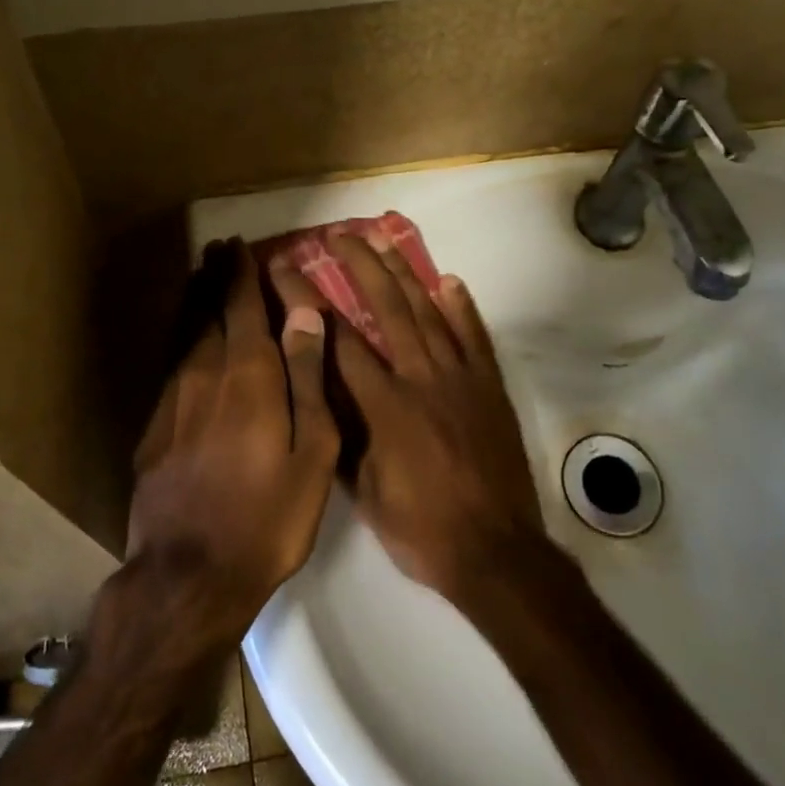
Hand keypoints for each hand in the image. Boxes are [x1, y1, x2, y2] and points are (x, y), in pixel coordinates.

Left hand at [127, 241, 338, 650]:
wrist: (189, 574)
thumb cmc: (269, 516)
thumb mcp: (311, 451)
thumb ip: (308, 377)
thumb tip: (304, 313)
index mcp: (248, 375)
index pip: (242, 307)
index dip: (241, 274)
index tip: (239, 246)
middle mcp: (204, 375)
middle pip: (207, 313)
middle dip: (214, 278)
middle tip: (216, 250)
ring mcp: (172, 401)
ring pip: (184, 336)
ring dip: (193, 303)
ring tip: (198, 279)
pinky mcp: (153, 428)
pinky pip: (170, 367)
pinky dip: (180, 341)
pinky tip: (184, 343)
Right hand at [271, 232, 542, 604]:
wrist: (495, 551)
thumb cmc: (420, 528)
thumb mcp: (363, 491)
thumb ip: (341, 434)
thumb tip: (318, 390)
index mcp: (383, 405)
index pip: (337, 340)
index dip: (309, 301)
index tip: (290, 270)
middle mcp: (420, 378)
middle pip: (386, 308)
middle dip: (360, 266)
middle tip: (339, 234)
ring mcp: (460, 378)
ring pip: (428, 313)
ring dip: (405, 273)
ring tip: (384, 240)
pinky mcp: (489, 387)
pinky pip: (475, 337)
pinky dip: (462, 308)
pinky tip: (449, 281)